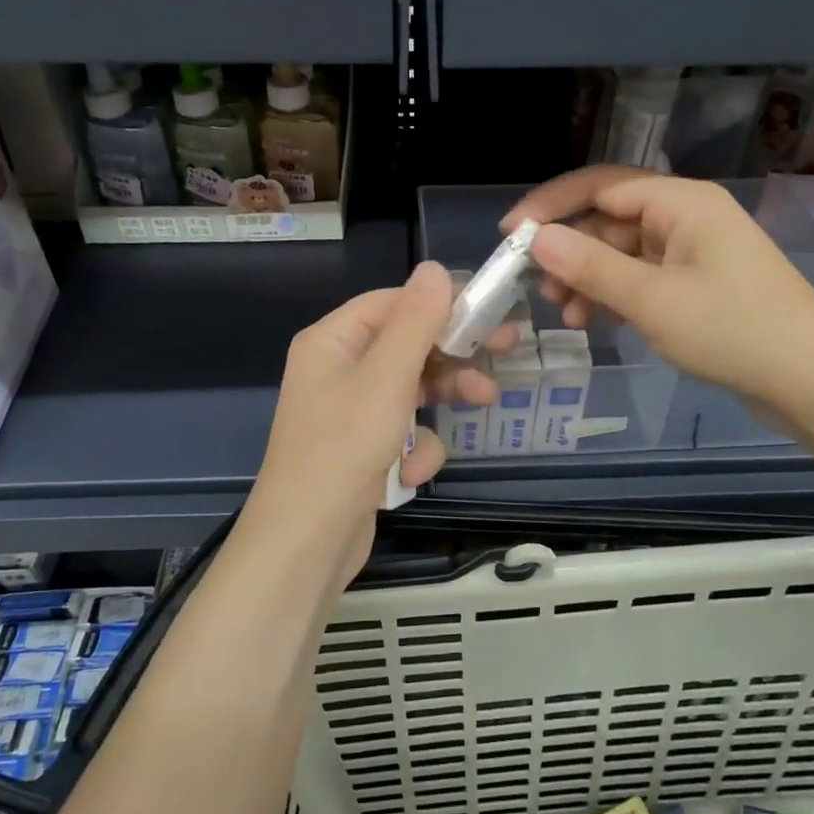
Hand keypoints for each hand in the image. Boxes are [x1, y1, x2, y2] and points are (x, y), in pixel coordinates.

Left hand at [243, 261, 504, 584]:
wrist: (306, 545)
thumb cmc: (344, 448)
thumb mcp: (386, 377)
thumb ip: (415, 321)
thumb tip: (433, 268)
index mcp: (332, 341)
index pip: (393, 303)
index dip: (442, 303)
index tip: (490, 310)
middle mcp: (337, 369)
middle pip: (407, 345)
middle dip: (453, 354)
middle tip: (506, 350)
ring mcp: (349, 412)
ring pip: (412, 388)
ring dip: (443, 399)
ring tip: (485, 404)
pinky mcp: (362, 450)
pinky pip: (402, 432)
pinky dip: (414, 450)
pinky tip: (410, 473)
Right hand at [502, 167, 813, 411]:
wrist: (813, 380)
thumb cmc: (732, 329)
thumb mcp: (651, 299)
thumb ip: (590, 267)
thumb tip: (536, 239)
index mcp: (680, 202)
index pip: (600, 186)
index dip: (551, 207)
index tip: (509, 235)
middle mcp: (685, 217)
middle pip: (608, 220)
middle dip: (569, 252)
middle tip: (533, 286)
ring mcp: (691, 252)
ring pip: (621, 253)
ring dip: (587, 279)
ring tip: (563, 313)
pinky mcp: (696, 285)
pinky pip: (640, 278)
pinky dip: (613, 296)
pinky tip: (592, 322)